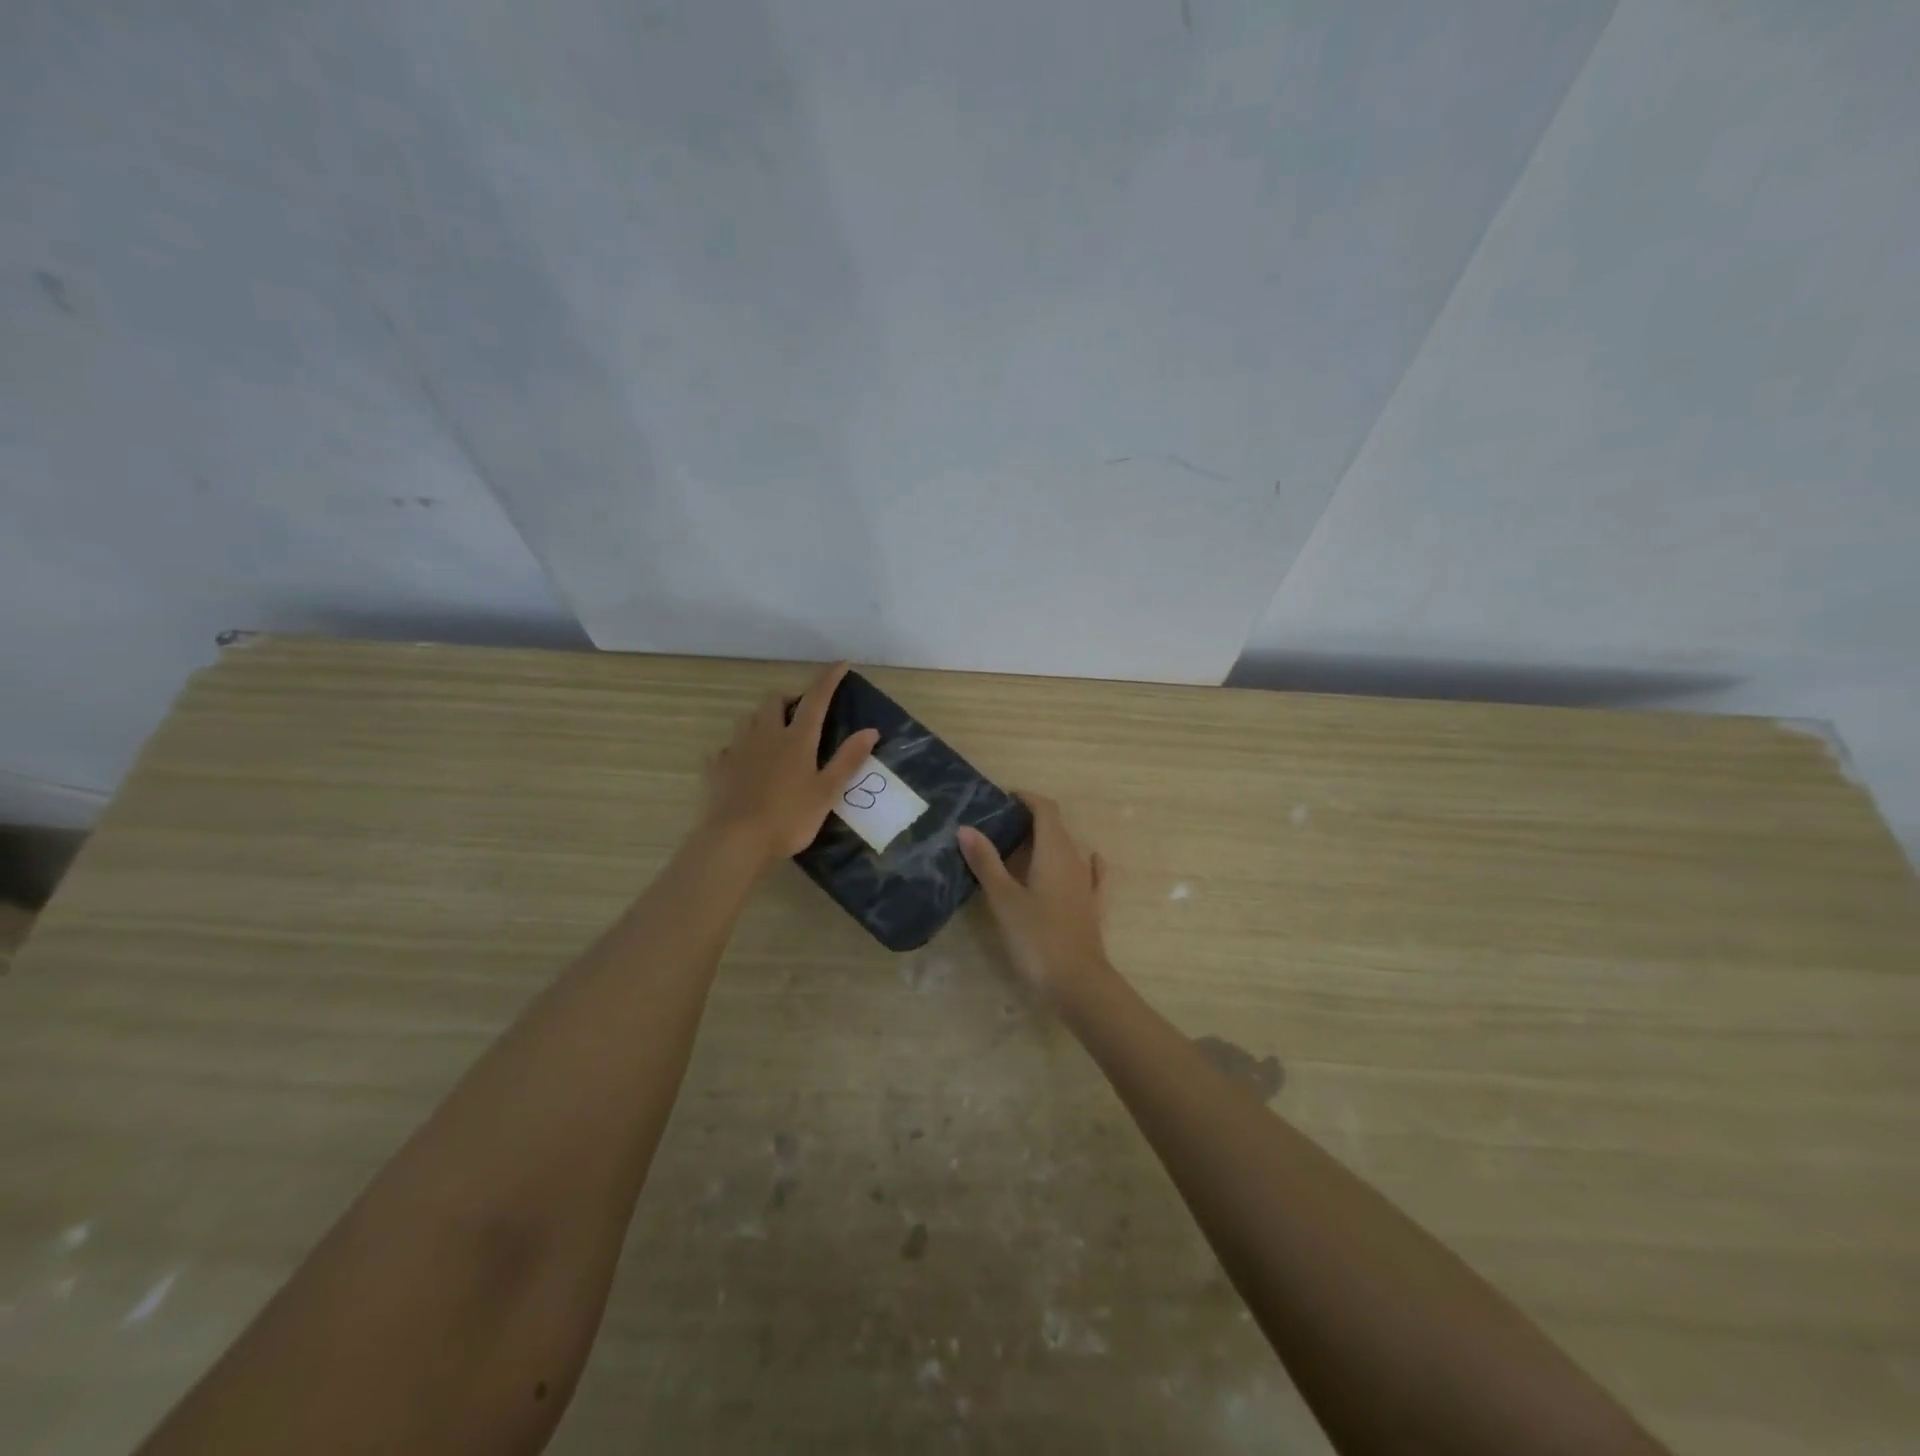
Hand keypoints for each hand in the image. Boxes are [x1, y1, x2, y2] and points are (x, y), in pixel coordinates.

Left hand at [703, 662, 879, 862]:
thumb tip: (870, 730)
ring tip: (774, 735)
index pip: (815, 699)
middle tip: (802, 712)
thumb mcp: (826, 792)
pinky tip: (743, 763)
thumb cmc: (788, 818)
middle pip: (774, 700)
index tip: (840, 664)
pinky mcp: (716, 768)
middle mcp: (765, 735)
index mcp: (796, 739)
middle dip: (789, 698)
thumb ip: (847, 760)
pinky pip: (726, 748)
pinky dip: (738, 749)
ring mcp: (736, 749)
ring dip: (763, 718)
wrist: (735, 841)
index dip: (828, 679)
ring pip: (749, 719)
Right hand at [958, 793, 1113, 1007]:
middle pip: (1055, 827)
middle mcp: (1075, 859)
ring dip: (1045, 842)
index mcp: (1055, 851)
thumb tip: (966, 828)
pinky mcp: (1092, 905)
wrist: (1078, 983)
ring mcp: (1086, 883)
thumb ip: (986, 861)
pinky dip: (1074, 862)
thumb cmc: (1037, 937)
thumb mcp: (1004, 899)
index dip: (1026, 798)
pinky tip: (1076, 864)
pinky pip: (1087, 872)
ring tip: (1014, 849)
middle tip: (996, 827)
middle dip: (1029, 820)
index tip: (1002, 800)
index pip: (1045, 809)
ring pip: (1067, 849)